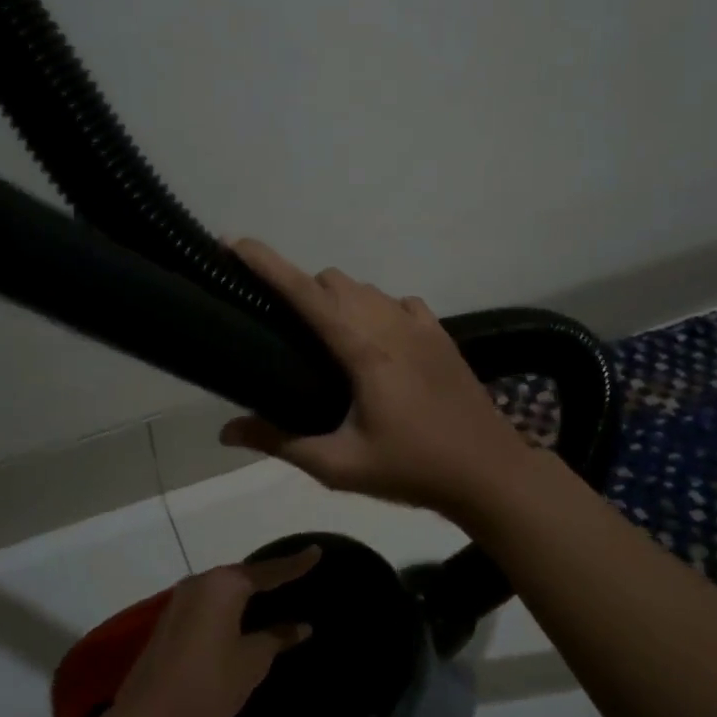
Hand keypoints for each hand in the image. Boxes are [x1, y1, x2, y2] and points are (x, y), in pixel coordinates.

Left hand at [110, 546, 319, 716]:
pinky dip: (228, 607)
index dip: (295, 564)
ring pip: (222, 590)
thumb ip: (277, 638)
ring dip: (246, 594)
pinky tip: (241, 618)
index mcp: (224, 585)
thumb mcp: (251, 662)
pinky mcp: (169, 622)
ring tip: (273, 596)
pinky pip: (208, 604)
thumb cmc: (208, 686)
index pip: (268, 571)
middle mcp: (200, 583)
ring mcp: (179, 601)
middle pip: (242, 576)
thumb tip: (301, 625)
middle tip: (296, 576)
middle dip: (268, 578)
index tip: (316, 550)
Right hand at [219, 239, 540, 514]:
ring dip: (338, 298)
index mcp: (363, 349)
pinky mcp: (440, 335)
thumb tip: (226, 432)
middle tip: (281, 324)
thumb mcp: (340, 466)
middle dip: (301, 287)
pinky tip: (376, 340)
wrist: (490, 473)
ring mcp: (420, 325)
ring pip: (367, 288)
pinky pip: (398, 302)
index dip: (267, 264)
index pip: (305, 292)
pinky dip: (377, 308)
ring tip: (325, 336)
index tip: (235, 244)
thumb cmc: (412, 469)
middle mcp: (390, 323)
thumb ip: (280, 443)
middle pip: (334, 281)